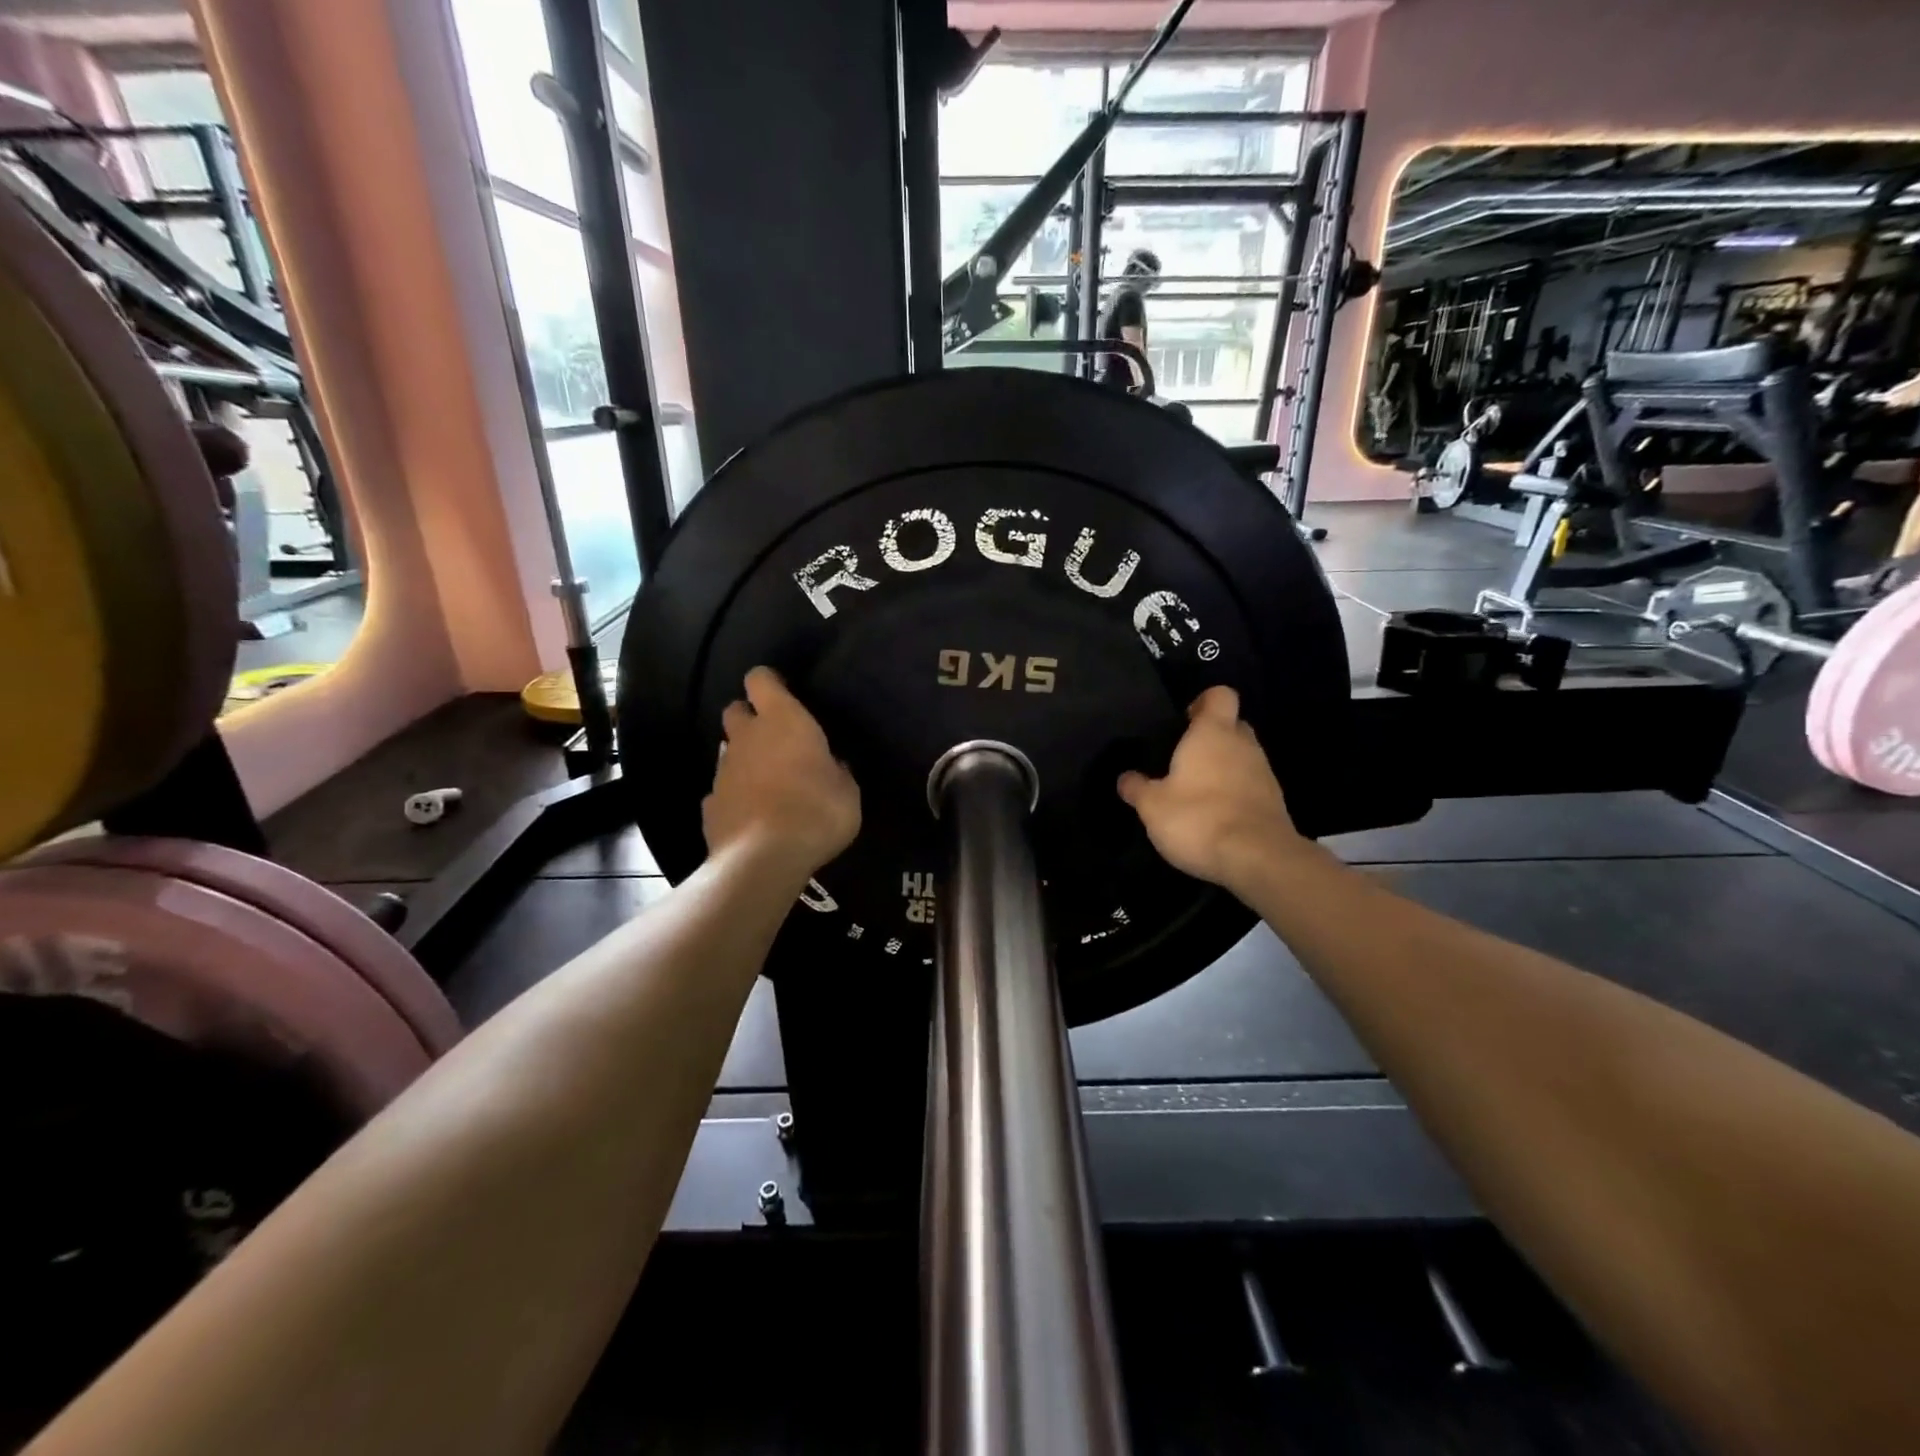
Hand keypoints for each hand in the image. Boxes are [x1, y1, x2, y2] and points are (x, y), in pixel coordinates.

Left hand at [704, 668, 859, 878]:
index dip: (769, 683)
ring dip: (744, 759)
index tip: (783, 695)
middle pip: (735, 710)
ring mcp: (723, 771)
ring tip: (768, 783)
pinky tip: (752, 815)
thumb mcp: (847, 792)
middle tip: (774, 740)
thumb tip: (831, 766)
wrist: (764, 859)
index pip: (760, 679)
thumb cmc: (817, 813)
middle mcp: (747, 737)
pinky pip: (722, 791)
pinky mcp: (709, 804)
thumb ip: (836, 771)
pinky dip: (735, 796)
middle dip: (750, 718)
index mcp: (783, 721)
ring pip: (728, 751)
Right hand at [1117, 686, 1305, 891]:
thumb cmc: (1198, 818)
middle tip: (1184, 758)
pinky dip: (1235, 792)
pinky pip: (1251, 785)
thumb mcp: (1152, 805)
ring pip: (1243, 756)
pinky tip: (1215, 814)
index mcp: (1213, 733)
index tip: (1184, 720)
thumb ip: (1137, 788)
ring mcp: (1264, 773)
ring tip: (1196, 790)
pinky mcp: (1274, 802)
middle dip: (1212, 736)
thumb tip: (1125, 777)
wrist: (1257, 859)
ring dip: (1223, 767)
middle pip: (1232, 725)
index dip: (1203, 702)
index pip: (1219, 695)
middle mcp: (1243, 745)